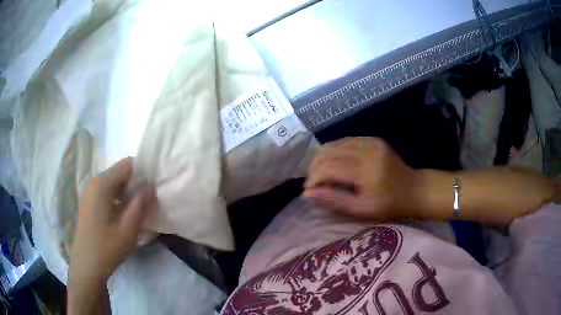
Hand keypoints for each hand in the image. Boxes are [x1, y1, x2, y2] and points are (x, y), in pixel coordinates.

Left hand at [69, 157, 155, 283]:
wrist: (87, 266)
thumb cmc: (108, 248)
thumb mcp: (128, 229)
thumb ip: (140, 204)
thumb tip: (151, 184)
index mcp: (102, 184)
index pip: (126, 165)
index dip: (143, 170)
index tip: (155, 184)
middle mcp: (94, 182)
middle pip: (119, 173)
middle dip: (135, 182)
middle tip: (150, 198)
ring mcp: (89, 192)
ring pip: (113, 183)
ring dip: (127, 191)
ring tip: (140, 206)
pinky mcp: (88, 202)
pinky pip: (106, 192)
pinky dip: (118, 197)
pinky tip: (125, 213)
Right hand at [304, 137, 422, 220]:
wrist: (414, 189)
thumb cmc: (390, 205)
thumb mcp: (362, 210)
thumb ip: (334, 200)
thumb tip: (307, 193)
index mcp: (366, 170)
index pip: (328, 167)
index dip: (313, 178)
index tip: (309, 190)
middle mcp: (366, 150)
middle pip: (327, 151)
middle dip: (314, 167)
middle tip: (314, 183)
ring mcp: (370, 141)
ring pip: (333, 144)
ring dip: (322, 159)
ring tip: (322, 174)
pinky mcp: (372, 139)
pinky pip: (344, 141)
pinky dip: (334, 152)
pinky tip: (335, 165)